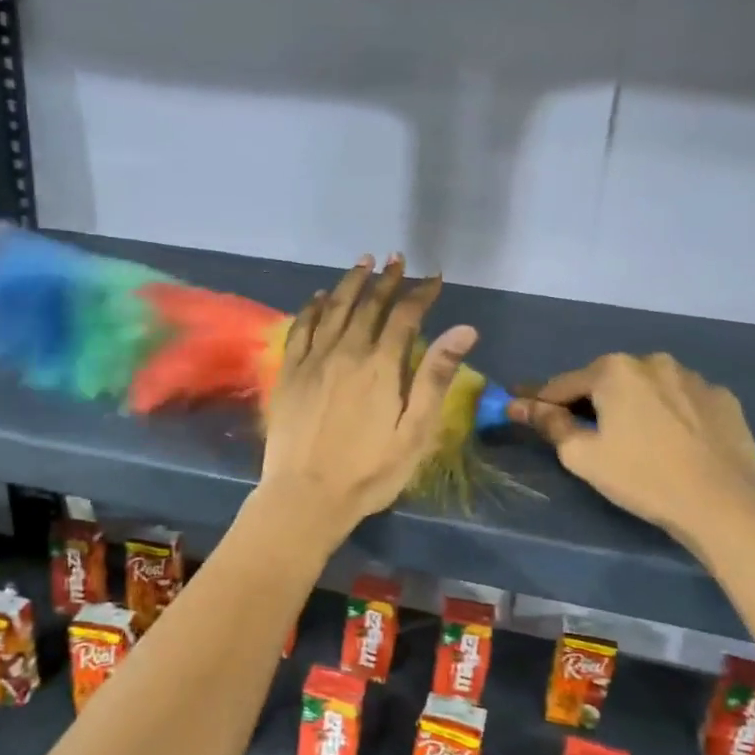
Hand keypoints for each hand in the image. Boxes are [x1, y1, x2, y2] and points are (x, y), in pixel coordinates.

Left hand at [257, 255, 477, 541]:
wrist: (306, 495)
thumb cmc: (369, 471)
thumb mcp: (415, 432)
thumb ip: (435, 377)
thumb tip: (464, 330)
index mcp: (381, 367)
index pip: (405, 316)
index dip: (421, 293)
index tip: (434, 277)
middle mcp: (346, 352)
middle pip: (369, 305)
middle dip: (387, 280)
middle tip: (397, 259)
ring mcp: (314, 360)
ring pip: (334, 308)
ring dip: (351, 282)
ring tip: (363, 262)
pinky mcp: (290, 373)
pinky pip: (302, 328)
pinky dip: (314, 307)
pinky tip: (320, 296)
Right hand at [512, 353, 754, 555]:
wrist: (724, 503)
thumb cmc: (642, 476)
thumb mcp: (582, 455)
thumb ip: (549, 423)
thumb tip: (520, 405)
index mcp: (614, 370)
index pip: (563, 384)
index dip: (540, 401)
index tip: (522, 410)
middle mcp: (653, 361)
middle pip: (606, 381)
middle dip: (590, 401)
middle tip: (582, 432)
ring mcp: (693, 377)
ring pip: (647, 387)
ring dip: (632, 404)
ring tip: (632, 438)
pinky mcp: (722, 397)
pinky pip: (681, 400)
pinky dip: (668, 413)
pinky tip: (671, 441)